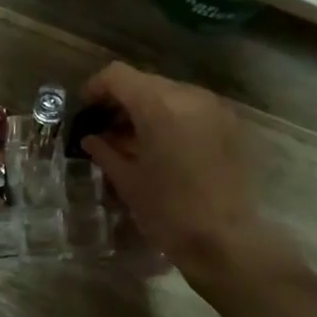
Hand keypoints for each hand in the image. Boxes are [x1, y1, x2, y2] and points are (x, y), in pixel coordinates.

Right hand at [78, 62, 274, 275]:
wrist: (226, 240)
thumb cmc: (169, 212)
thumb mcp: (129, 181)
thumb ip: (106, 151)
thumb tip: (92, 138)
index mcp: (159, 105)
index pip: (118, 75)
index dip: (96, 87)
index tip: (85, 109)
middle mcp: (190, 96)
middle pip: (146, 82)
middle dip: (123, 101)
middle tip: (106, 128)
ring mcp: (215, 108)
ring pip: (171, 94)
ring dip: (148, 110)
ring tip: (133, 140)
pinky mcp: (231, 126)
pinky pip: (193, 110)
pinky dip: (173, 119)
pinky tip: (162, 147)